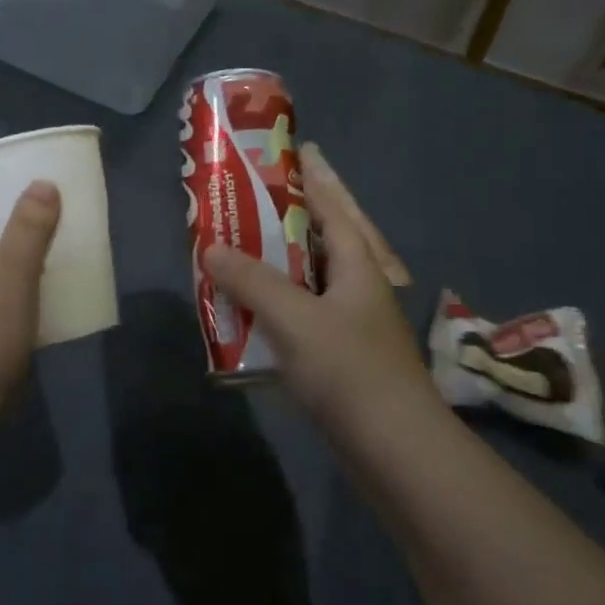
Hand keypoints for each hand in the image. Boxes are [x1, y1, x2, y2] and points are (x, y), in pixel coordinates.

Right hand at [204, 144, 436, 420]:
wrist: (393, 450)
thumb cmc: (348, 369)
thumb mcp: (294, 318)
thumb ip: (251, 281)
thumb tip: (211, 248)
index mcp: (357, 266)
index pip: (334, 209)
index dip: (312, 181)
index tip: (292, 154)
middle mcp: (357, 288)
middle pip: (322, 242)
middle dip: (290, 221)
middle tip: (251, 203)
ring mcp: (351, 325)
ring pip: (308, 282)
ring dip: (277, 267)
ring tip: (239, 252)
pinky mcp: (340, 358)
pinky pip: (302, 316)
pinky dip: (276, 307)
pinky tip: (248, 314)